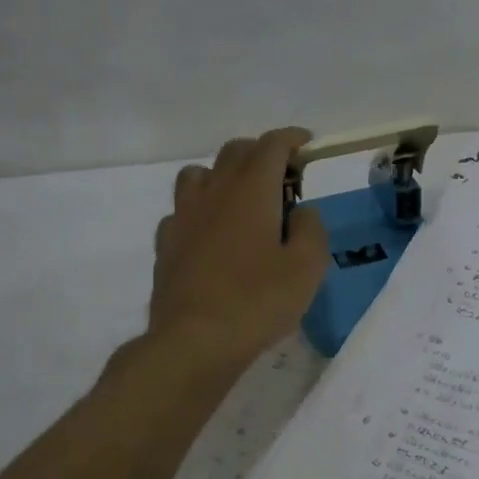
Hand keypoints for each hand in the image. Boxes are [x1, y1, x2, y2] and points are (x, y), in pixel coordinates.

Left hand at [149, 128, 330, 366]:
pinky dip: (200, 210)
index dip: (291, 138)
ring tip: (241, 199)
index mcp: (251, 190)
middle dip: (261, 153)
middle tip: (283, 177)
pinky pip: (182, 210)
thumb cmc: (258, 300)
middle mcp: (214, 192)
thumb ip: (312, 229)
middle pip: (234, 152)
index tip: (306, 143)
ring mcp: (183, 216)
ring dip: (223, 175)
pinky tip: (210, 234)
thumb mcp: (307, 267)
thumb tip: (302, 211)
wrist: (195, 340)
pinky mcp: (166, 243)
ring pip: (200, 173)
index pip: (271, 145)